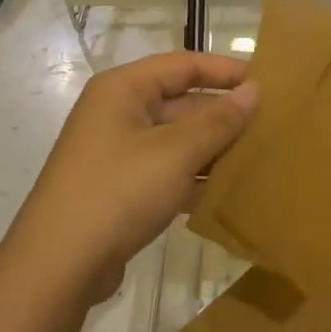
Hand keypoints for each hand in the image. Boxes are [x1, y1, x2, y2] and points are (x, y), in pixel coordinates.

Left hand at [8, 52, 257, 304]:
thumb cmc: (118, 192)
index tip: (267, 82)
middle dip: (223, 115)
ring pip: (177, 140)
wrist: (58, 267)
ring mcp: (117, 152)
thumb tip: (254, 90)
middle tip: (271, 126)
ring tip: (260, 158)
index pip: (183, 65)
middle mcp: (118, 113)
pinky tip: (229, 193)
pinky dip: (195, 177)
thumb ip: (218, 120)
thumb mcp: (176, 152)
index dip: (225, 70)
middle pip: (181, 102)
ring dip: (213, 149)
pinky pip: (167, 171)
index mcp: (123, 89)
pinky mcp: (121, 188)